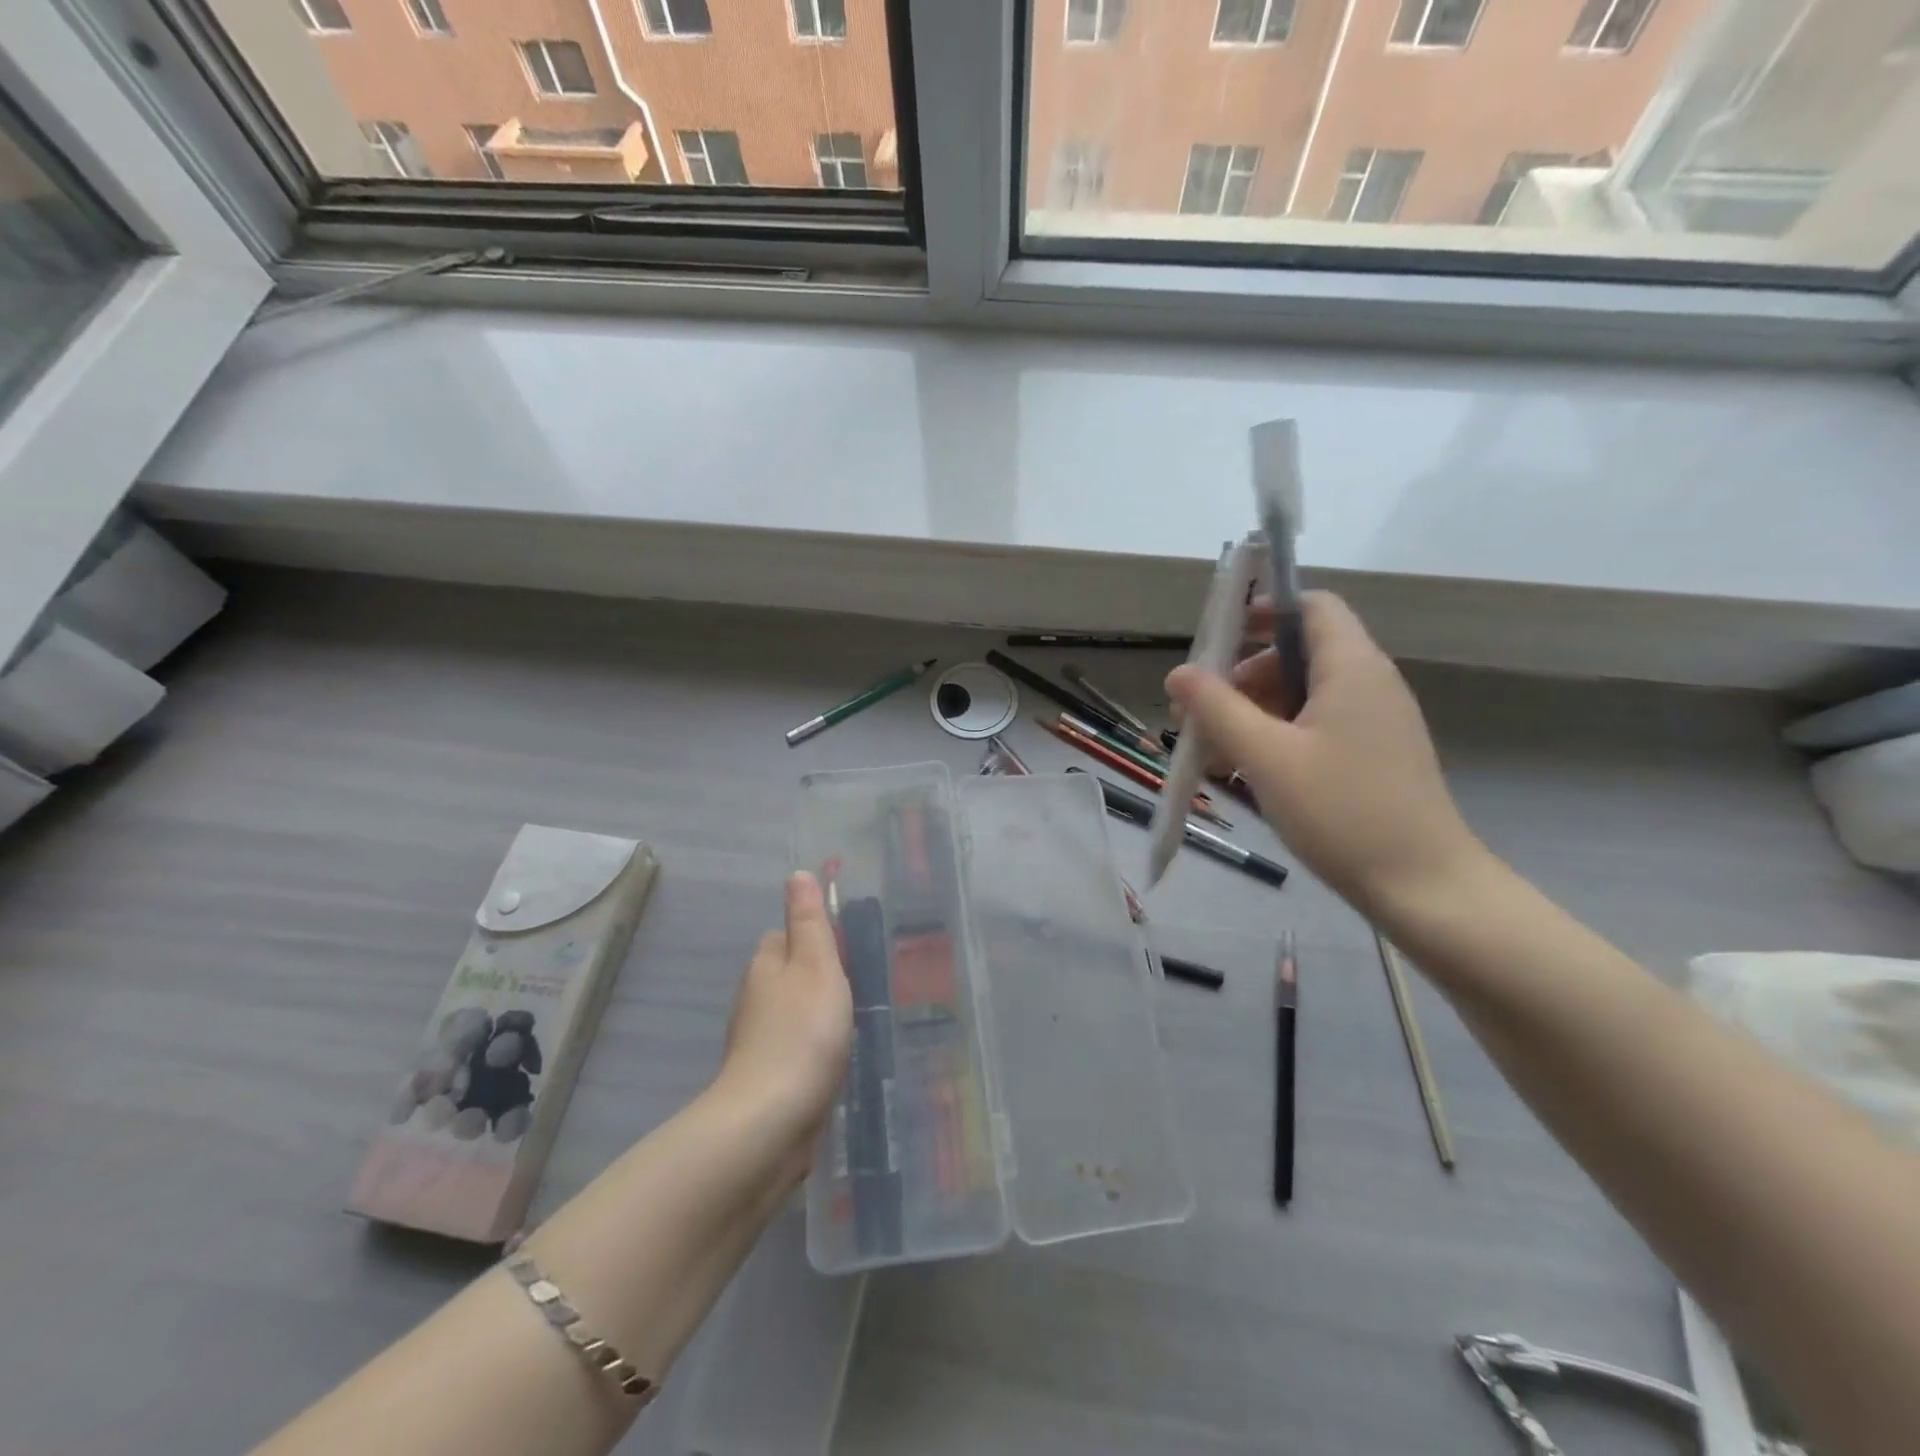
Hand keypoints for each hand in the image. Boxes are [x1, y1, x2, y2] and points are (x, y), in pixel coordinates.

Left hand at [716, 872, 853, 1170]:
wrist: (771, 1122)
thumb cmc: (803, 1032)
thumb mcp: (816, 965)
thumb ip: (809, 921)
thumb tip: (796, 874)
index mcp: (765, 966)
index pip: (782, 936)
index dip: (809, 937)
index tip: (842, 950)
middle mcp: (753, 1000)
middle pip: (784, 975)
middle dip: (813, 977)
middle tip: (854, 986)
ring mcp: (756, 1043)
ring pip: (789, 1014)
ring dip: (813, 1015)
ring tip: (850, 1023)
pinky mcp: (766, 1080)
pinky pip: (792, 1050)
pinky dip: (810, 1050)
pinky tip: (832, 1062)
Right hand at [1166, 591, 1484, 917]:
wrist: (1423, 887)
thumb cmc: (1342, 812)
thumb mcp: (1266, 757)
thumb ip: (1217, 708)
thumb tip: (1178, 672)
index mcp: (1352, 667)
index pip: (1311, 607)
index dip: (1264, 611)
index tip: (1217, 640)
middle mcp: (1368, 683)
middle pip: (1297, 654)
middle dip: (1241, 675)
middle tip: (1198, 712)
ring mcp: (1374, 722)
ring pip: (1302, 695)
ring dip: (1252, 712)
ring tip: (1210, 751)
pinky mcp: (1372, 756)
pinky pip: (1316, 727)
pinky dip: (1276, 737)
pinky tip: (1243, 773)